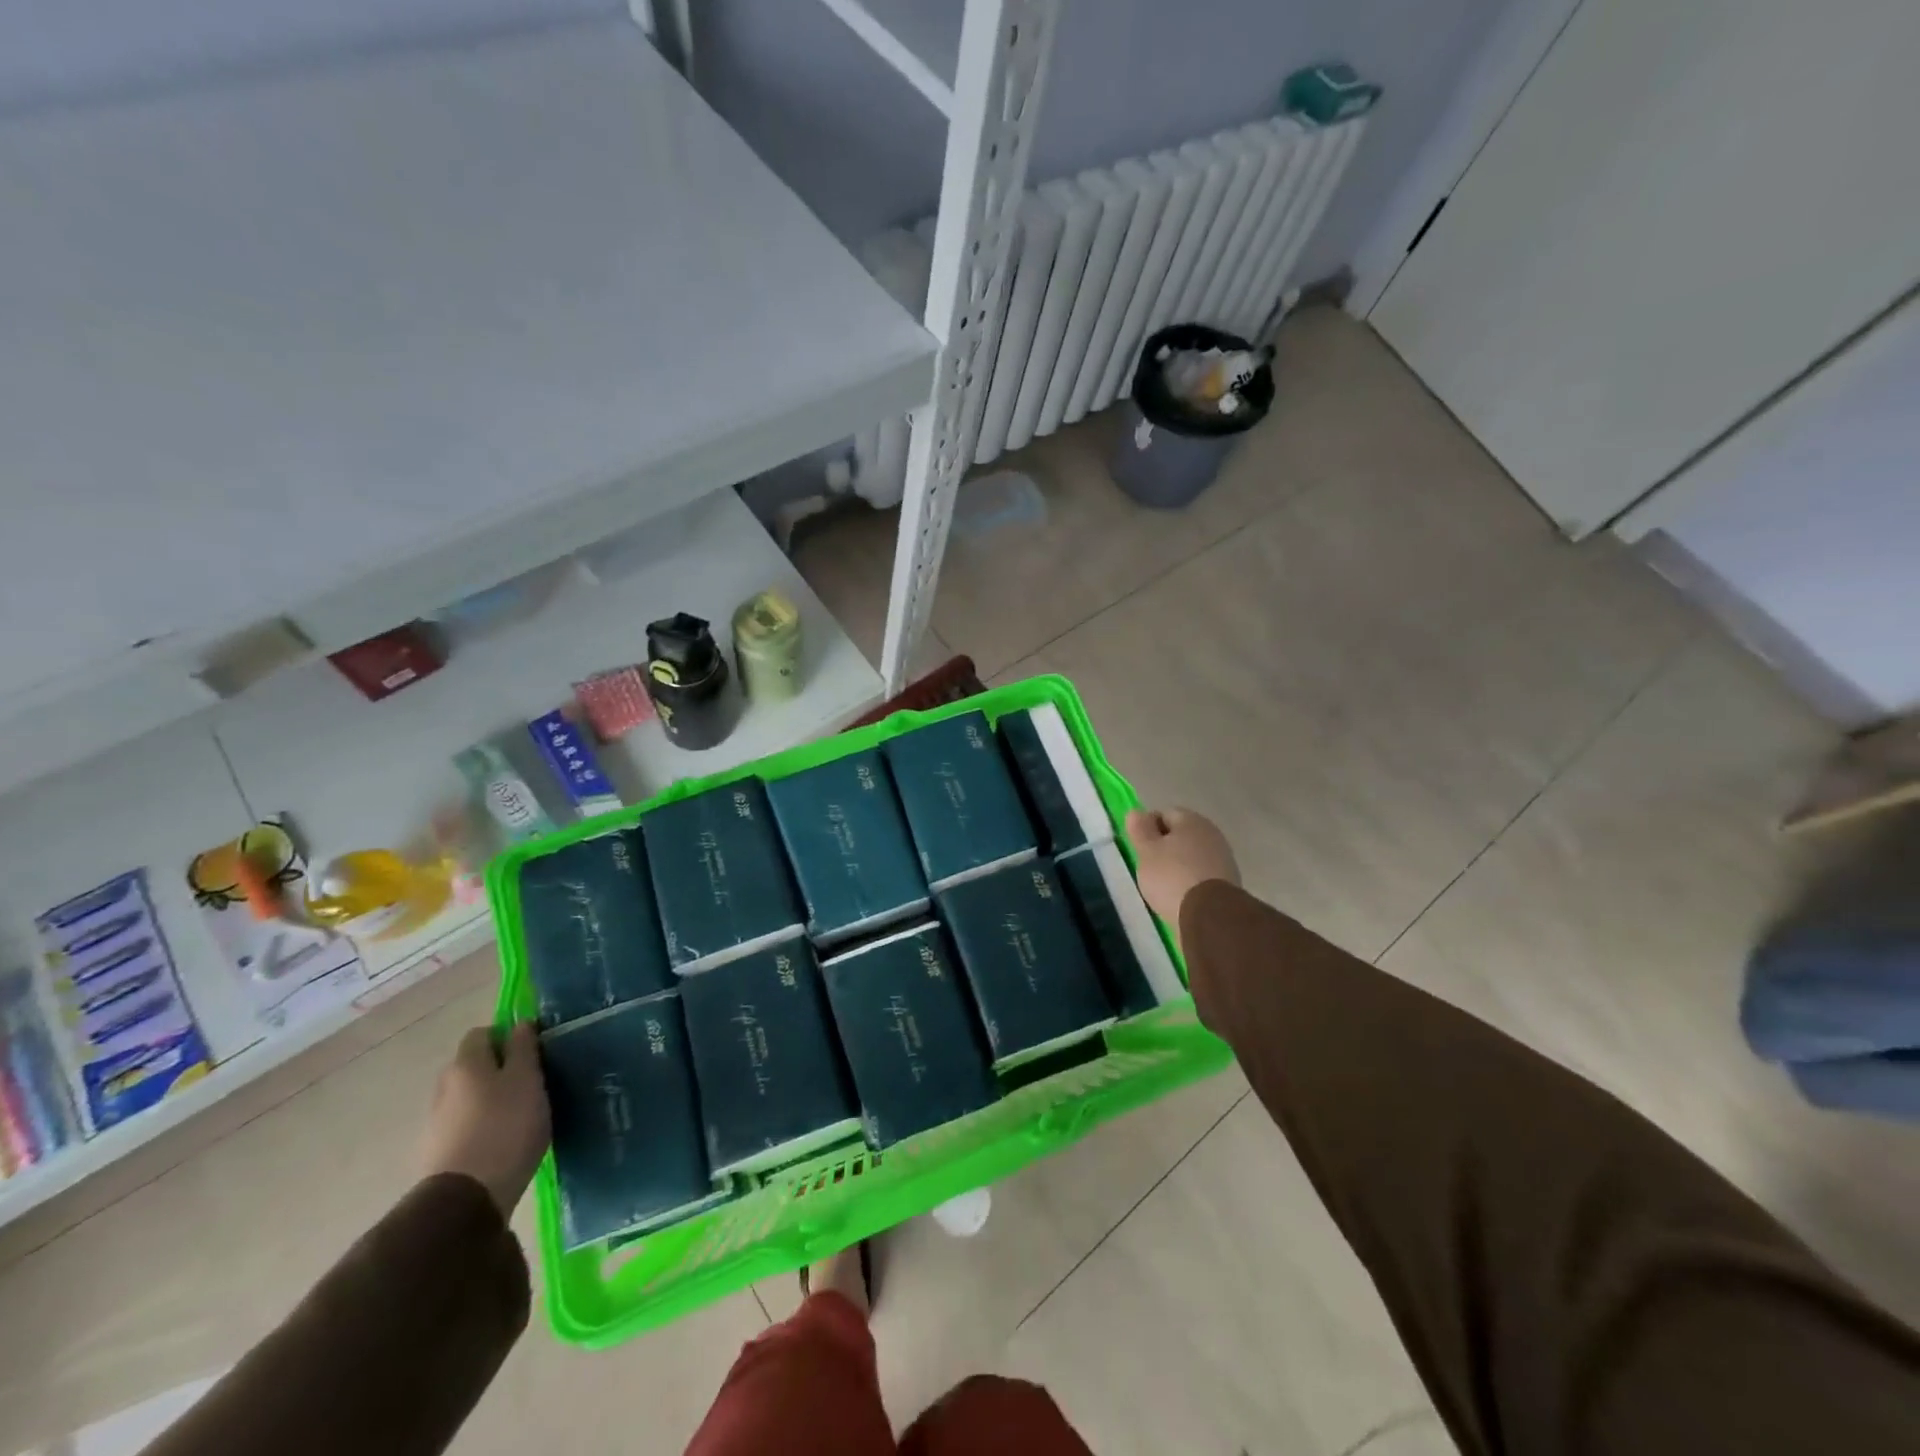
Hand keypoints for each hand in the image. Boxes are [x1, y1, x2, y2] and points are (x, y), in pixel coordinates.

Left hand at [420, 1023, 550, 1216]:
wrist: (467, 1199)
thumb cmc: (506, 1126)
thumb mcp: (527, 1079)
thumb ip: (524, 1048)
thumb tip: (520, 1024)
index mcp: (465, 1063)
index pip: (483, 1032)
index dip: (508, 1036)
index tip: (532, 1051)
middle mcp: (444, 1085)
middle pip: (473, 1065)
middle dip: (498, 1069)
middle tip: (530, 1082)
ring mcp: (435, 1121)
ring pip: (468, 1096)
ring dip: (489, 1099)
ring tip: (519, 1115)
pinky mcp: (436, 1151)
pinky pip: (463, 1124)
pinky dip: (480, 1124)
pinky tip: (501, 1140)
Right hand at [1125, 807, 1239, 940]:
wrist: (1210, 915)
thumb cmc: (1172, 876)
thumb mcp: (1146, 851)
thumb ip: (1140, 830)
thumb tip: (1136, 812)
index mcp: (1191, 820)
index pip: (1164, 814)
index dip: (1148, 828)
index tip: (1139, 848)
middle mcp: (1212, 833)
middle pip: (1181, 835)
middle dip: (1165, 848)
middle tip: (1148, 867)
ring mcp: (1223, 858)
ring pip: (1192, 855)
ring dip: (1179, 865)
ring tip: (1163, 885)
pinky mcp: (1228, 883)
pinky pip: (1202, 875)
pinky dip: (1191, 881)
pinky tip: (1181, 896)